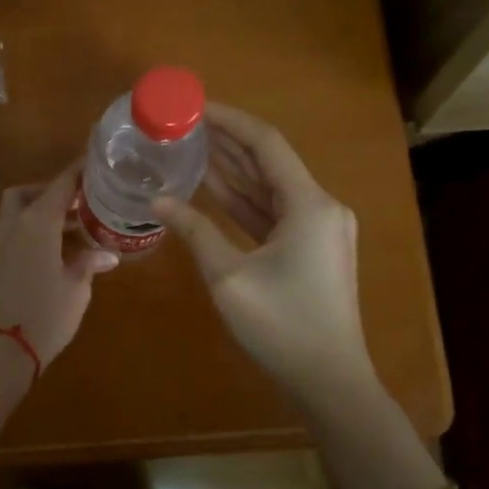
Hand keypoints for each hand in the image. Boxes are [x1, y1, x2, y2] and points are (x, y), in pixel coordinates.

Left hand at [0, 160, 117, 372]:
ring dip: (46, 213)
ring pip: (21, 214)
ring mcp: (3, 246)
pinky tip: (63, 250)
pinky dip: (38, 232)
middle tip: (82, 201)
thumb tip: (106, 254)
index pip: (60, 184)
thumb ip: (89, 264)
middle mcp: (16, 227)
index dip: (78, 171)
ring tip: (81, 226)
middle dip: (53, 191)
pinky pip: (19, 235)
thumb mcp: (76, 289)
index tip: (96, 162)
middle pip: (29, 193)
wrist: (0, 353)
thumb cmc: (44, 315)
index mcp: (37, 223)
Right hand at [155, 103, 374, 401]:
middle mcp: (320, 206)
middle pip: (270, 160)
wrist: (329, 382)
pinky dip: (245, 198)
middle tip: (185, 123)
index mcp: (309, 204)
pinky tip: (212, 185)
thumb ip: (195, 231)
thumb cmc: (281, 327)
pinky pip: (274, 210)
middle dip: (228, 140)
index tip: (194, 106)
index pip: (266, 143)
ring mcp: (319, 227)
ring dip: (234, 167)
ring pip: (271, 185)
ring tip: (192, 144)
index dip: (229, 120)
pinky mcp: (312, 247)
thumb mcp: (229, 276)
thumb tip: (158, 200)